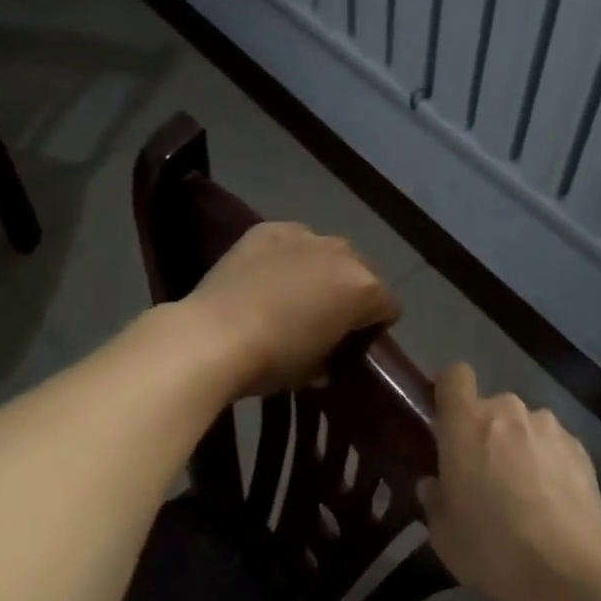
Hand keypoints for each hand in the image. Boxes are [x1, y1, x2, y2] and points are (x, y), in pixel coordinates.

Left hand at [185, 222, 399, 397]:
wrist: (213, 335)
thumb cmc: (272, 360)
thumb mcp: (313, 372)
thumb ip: (331, 357)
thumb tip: (326, 359)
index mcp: (364, 289)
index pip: (388, 306)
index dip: (375, 325)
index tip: (356, 342)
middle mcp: (343, 254)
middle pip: (361, 272)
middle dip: (349, 292)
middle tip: (324, 317)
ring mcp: (305, 235)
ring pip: (326, 251)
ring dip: (319, 269)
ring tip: (292, 293)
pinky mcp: (268, 229)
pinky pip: (290, 240)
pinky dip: (286, 255)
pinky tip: (265, 276)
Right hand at [423, 364, 600, 600]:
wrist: (572, 570)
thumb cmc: (494, 549)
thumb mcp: (445, 537)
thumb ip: (435, 501)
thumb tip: (434, 485)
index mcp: (466, 423)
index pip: (454, 376)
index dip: (449, 390)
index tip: (446, 421)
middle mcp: (507, 411)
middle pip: (490, 408)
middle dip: (485, 434)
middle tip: (484, 477)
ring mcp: (548, 426)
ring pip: (523, 427)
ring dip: (518, 448)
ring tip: (524, 495)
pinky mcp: (579, 446)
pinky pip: (552, 445)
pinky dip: (548, 463)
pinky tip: (552, 503)